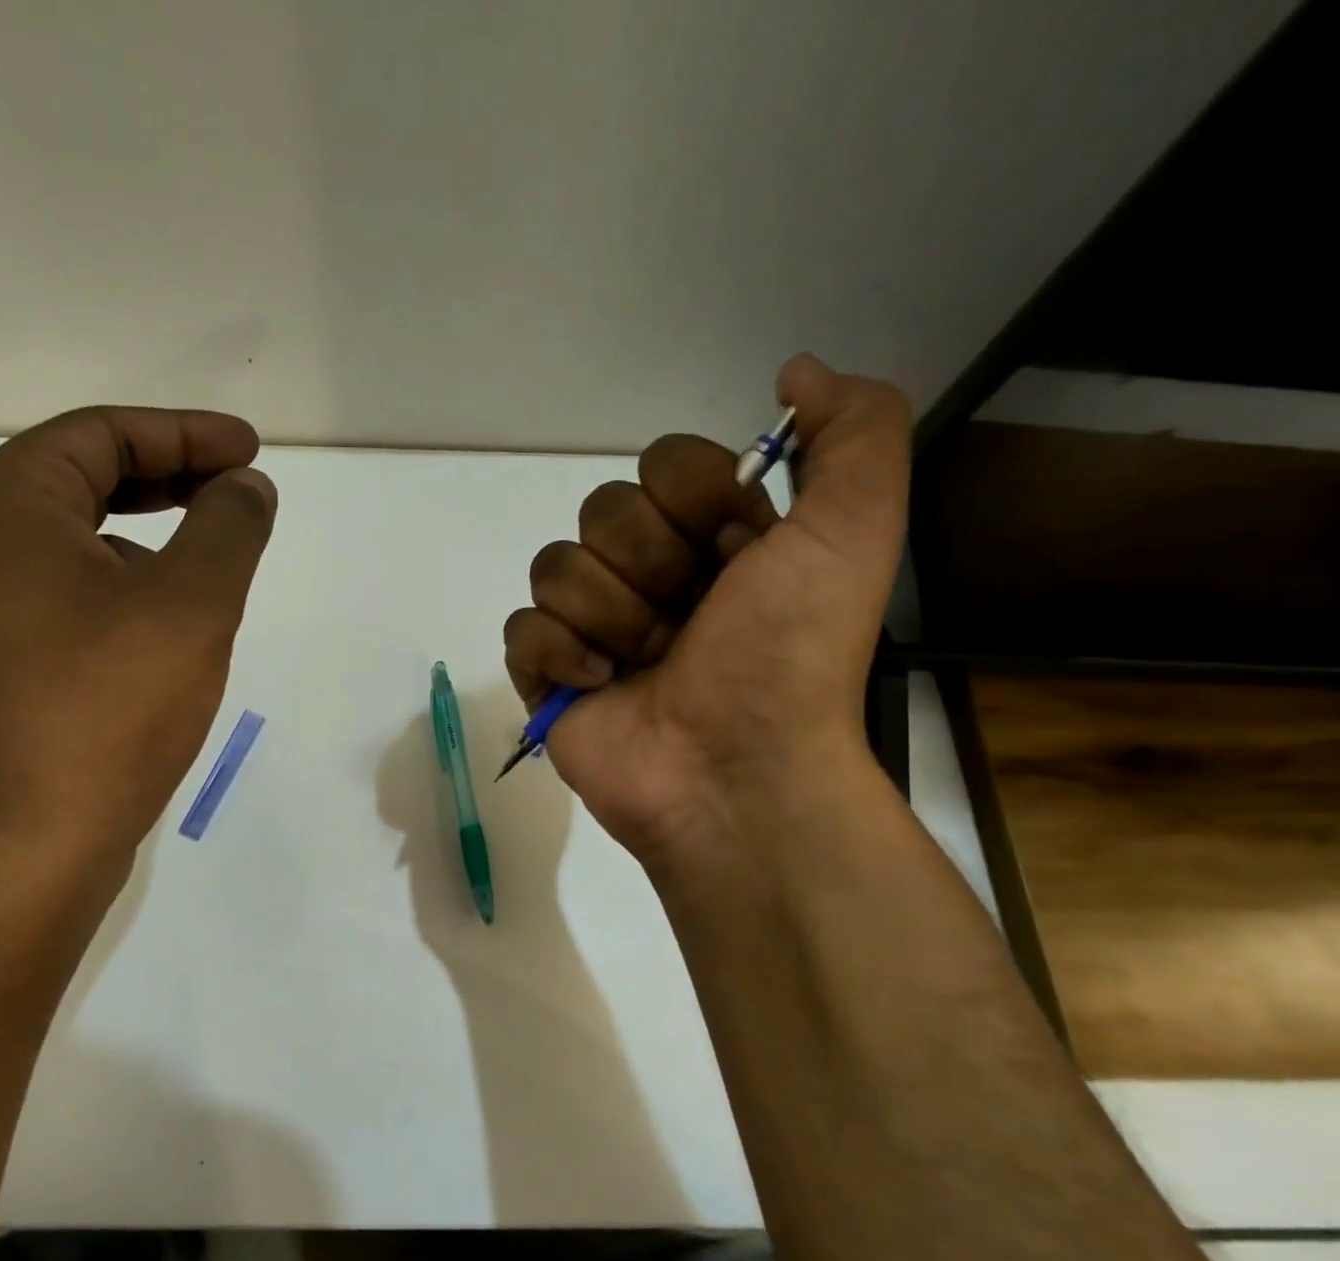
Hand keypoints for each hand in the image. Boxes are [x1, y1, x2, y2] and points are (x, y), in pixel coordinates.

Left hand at [0, 406, 276, 859]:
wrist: (33, 838)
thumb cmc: (109, 708)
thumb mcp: (191, 604)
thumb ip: (228, 527)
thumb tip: (246, 487)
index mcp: (7, 506)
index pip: (103, 435)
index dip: (186, 433)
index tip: (251, 451)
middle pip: (85, 478)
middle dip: (170, 476)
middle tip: (239, 488)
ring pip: (80, 539)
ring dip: (151, 531)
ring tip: (215, 554)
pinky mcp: (4, 659)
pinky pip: (73, 591)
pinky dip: (128, 582)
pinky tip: (172, 620)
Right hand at [503, 355, 909, 861]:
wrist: (735, 773)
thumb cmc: (788, 657)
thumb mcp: (854, 533)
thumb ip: (855, 433)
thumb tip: (793, 371)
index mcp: (714, 538)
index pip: (663, 461)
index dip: (692, 500)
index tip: (735, 552)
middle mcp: (651, 574)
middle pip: (602, 510)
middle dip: (648, 566)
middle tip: (686, 621)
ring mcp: (593, 626)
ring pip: (556, 566)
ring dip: (609, 615)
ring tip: (645, 664)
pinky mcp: (548, 674)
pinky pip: (521, 627)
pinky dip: (558, 654)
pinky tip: (599, 686)